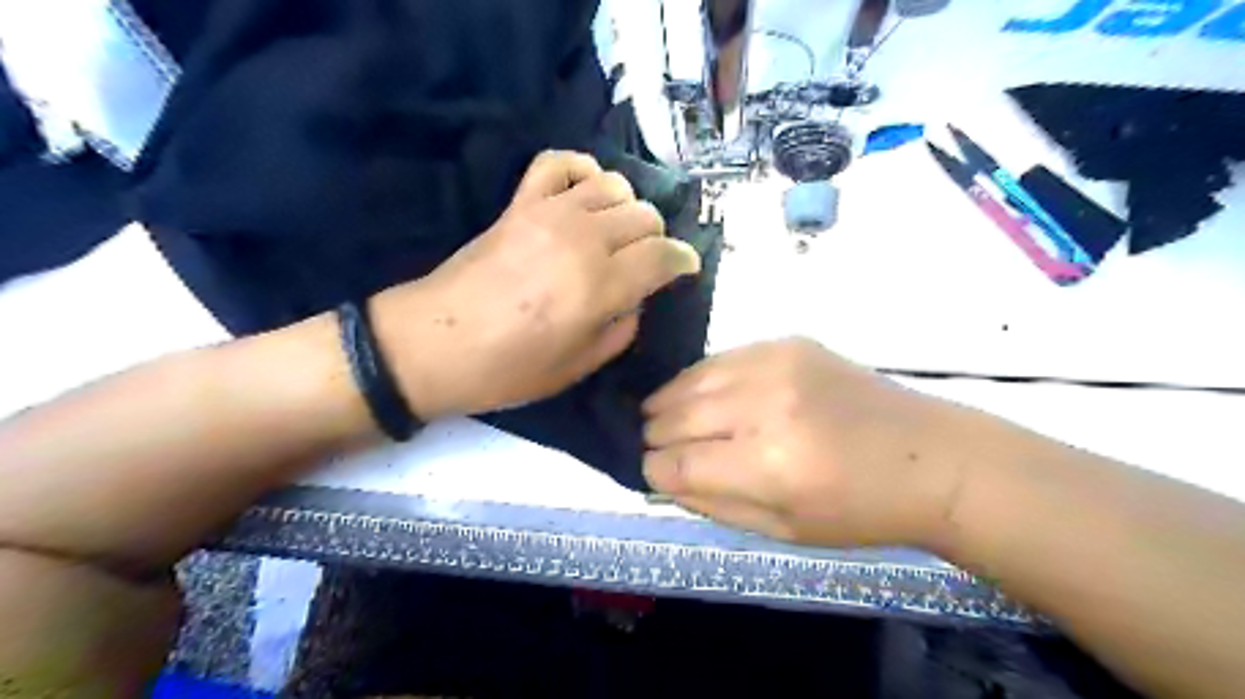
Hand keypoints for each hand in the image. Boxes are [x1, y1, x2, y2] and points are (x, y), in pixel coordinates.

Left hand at [373, 148, 698, 417]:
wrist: (432, 344)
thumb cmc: (507, 369)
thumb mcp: (578, 368)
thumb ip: (621, 329)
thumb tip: (635, 299)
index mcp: (600, 286)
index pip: (663, 256)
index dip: (683, 261)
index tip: (686, 270)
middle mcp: (583, 239)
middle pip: (644, 217)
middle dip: (657, 240)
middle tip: (647, 264)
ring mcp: (549, 214)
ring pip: (613, 186)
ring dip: (627, 209)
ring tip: (618, 234)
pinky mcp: (520, 204)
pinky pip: (559, 164)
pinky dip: (582, 170)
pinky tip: (586, 192)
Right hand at [641, 336, 971, 547]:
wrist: (930, 456)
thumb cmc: (859, 510)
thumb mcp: (783, 530)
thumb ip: (712, 504)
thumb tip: (661, 477)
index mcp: (768, 466)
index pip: (676, 463)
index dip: (653, 470)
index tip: (652, 472)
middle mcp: (765, 406)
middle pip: (673, 416)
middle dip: (655, 436)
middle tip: (657, 447)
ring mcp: (775, 365)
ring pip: (688, 380)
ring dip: (668, 403)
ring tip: (666, 418)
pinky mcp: (786, 342)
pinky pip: (719, 358)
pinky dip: (700, 379)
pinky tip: (702, 394)